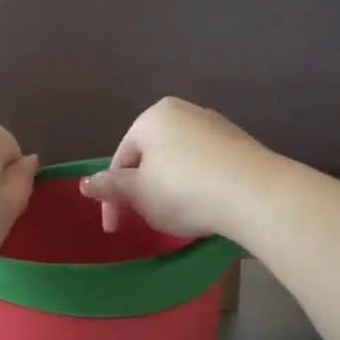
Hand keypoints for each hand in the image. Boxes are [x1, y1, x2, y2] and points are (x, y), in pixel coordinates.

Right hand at [79, 98, 277, 239]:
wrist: (254, 194)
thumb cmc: (184, 190)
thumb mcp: (139, 193)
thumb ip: (111, 187)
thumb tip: (85, 183)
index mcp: (154, 116)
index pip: (121, 158)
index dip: (112, 196)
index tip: (115, 227)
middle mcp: (186, 112)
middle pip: (151, 157)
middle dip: (143, 190)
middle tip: (145, 221)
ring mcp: (217, 127)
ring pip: (179, 162)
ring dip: (170, 190)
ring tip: (176, 217)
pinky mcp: (241, 146)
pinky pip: (206, 167)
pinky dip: (197, 186)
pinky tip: (204, 207)